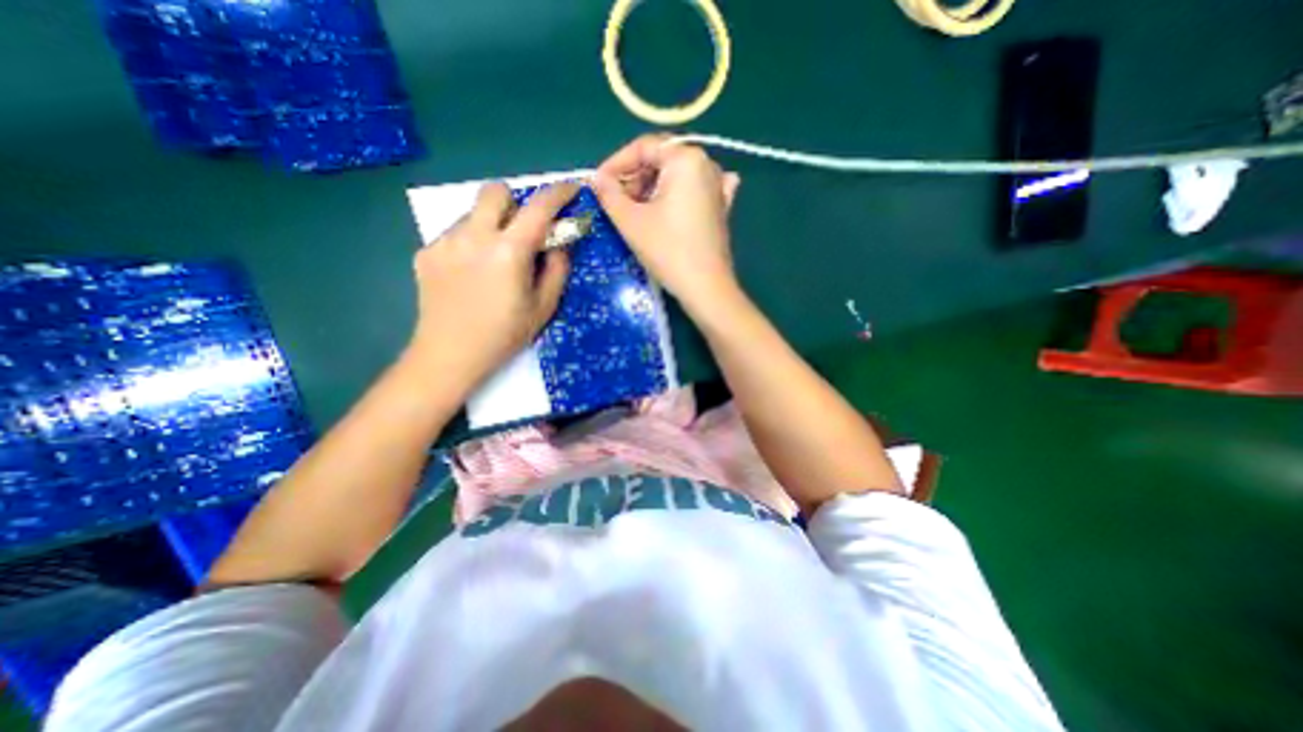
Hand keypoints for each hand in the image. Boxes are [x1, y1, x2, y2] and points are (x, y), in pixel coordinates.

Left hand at [405, 179, 570, 391]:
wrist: (449, 355)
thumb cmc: (504, 335)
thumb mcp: (544, 307)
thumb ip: (557, 269)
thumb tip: (560, 244)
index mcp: (508, 251)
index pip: (539, 208)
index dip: (559, 193)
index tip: (571, 189)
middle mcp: (474, 236)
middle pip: (495, 191)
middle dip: (516, 202)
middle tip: (523, 229)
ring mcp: (445, 242)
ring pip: (473, 213)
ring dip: (491, 225)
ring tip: (494, 260)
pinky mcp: (426, 252)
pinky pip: (455, 233)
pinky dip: (471, 243)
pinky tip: (471, 274)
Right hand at [594, 135, 737, 311]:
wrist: (706, 288)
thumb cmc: (668, 251)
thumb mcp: (631, 221)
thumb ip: (609, 194)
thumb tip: (596, 179)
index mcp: (685, 159)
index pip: (643, 147)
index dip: (616, 164)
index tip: (599, 184)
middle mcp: (707, 164)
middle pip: (662, 160)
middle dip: (635, 178)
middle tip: (616, 202)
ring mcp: (718, 187)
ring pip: (677, 177)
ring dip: (652, 189)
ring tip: (636, 212)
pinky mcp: (722, 208)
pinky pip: (695, 191)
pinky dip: (678, 196)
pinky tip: (672, 207)